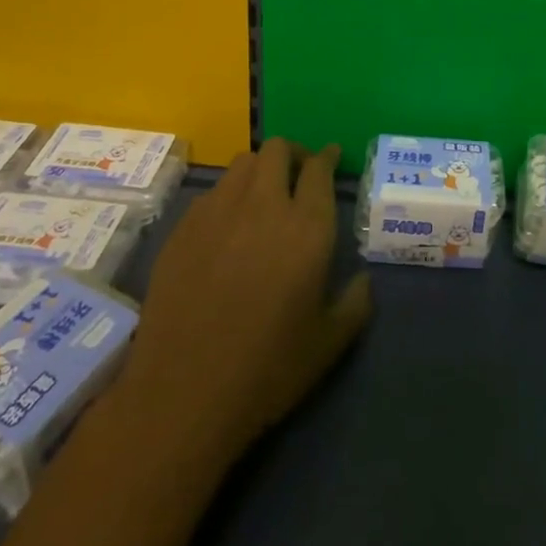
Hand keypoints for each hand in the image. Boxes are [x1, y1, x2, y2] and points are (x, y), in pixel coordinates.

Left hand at [119, 138, 371, 462]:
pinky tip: (228, 227)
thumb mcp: (330, 342)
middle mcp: (262, 206)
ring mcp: (216, 213)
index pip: (319, 169)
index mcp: (306, 228)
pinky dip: (229, 196)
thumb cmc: (267, 369)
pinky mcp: (182, 229)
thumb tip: (363, 279)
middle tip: (299, 175)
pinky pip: (212, 193)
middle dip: (293, 155)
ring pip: (242, 164)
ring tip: (264, 195)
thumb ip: (356, 302)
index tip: (332, 158)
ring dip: (260, 169)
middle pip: (277, 150)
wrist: (182, 395)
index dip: (328, 158)